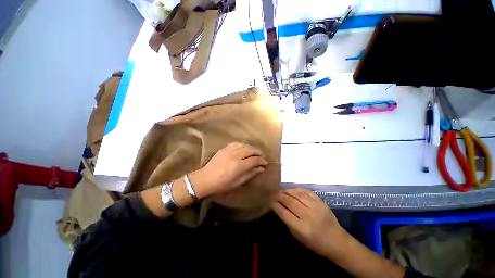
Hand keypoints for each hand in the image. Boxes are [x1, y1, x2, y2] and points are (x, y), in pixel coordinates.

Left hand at [190, 142, 267, 197]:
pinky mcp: (224, 148)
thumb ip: (251, 174)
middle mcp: (235, 155)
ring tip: (254, 152)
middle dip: (258, 152)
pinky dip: (243, 145)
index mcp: (239, 166)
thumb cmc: (222, 185)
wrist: (205, 179)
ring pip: (244, 145)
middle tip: (261, 156)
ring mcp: (229, 150)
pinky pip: (236, 143)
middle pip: (251, 150)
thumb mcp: (238, 182)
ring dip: (251, 148)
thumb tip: (261, 168)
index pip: (254, 160)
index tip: (265, 163)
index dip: (262, 160)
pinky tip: (244, 148)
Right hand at [271, 188, 346, 258]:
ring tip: (282, 191)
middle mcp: (308, 216)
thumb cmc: (316, 243)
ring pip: (297, 194)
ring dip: (287, 191)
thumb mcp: (299, 237)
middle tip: (274, 194)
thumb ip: (288, 222)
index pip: (284, 213)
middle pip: (289, 201)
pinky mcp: (321, 202)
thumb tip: (279, 208)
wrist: (337, 242)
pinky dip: (298, 189)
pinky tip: (293, 190)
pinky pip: (307, 192)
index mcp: (302, 228)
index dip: (275, 205)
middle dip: (279, 196)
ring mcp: (316, 207)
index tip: (270, 201)